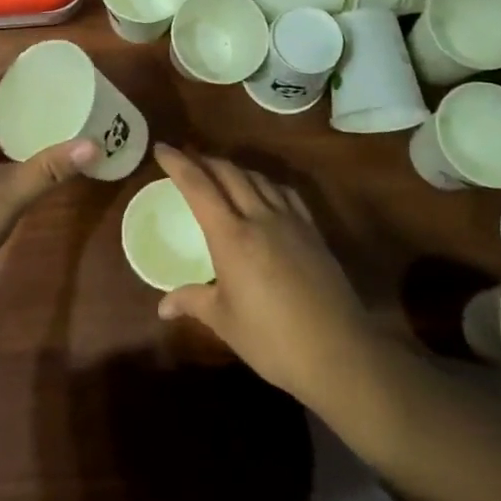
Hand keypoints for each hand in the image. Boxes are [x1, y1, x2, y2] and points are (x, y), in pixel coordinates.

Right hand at [153, 146, 376, 406]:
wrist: (338, 352)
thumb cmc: (272, 340)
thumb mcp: (224, 322)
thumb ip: (193, 302)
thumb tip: (163, 306)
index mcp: (231, 236)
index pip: (198, 186)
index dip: (178, 163)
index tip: (161, 147)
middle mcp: (259, 217)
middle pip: (228, 173)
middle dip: (204, 160)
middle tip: (186, 159)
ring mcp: (290, 221)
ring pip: (257, 178)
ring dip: (234, 169)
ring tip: (220, 172)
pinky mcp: (312, 232)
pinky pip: (284, 193)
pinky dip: (265, 183)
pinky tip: (264, 192)